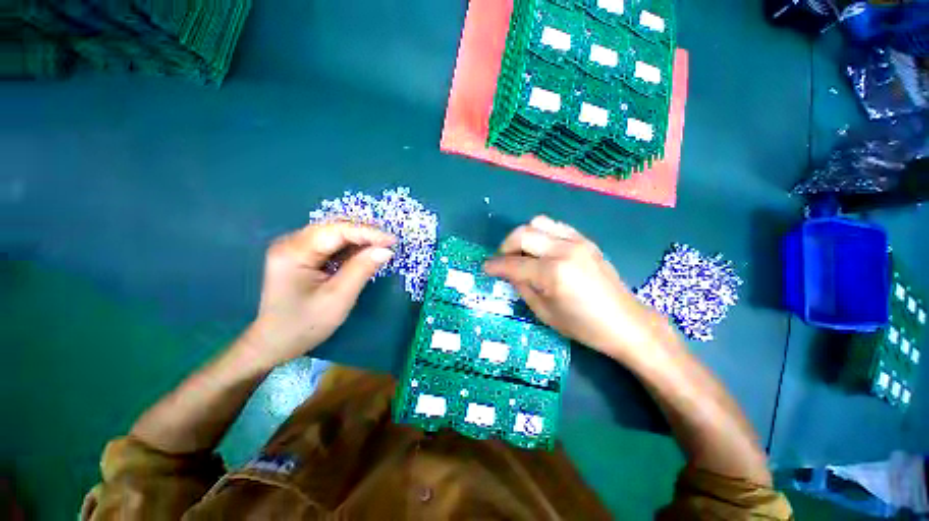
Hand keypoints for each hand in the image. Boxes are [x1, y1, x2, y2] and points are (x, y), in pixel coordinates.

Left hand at [242, 221, 395, 369]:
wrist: (275, 343)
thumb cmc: (305, 324)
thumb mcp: (338, 298)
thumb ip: (362, 269)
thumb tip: (386, 250)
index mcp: (294, 252)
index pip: (337, 231)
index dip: (368, 233)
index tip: (393, 241)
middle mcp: (290, 242)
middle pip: (334, 227)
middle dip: (364, 233)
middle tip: (389, 243)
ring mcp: (294, 248)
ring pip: (333, 233)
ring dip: (358, 239)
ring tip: (380, 246)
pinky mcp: (300, 255)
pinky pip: (329, 244)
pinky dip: (349, 247)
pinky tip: (363, 253)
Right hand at [484, 216, 670, 361]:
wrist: (626, 322)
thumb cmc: (584, 326)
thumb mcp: (544, 313)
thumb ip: (522, 287)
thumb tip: (508, 272)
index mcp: (553, 273)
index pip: (514, 264)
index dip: (495, 265)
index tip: (485, 267)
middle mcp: (563, 250)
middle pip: (523, 234)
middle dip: (505, 246)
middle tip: (502, 260)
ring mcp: (577, 241)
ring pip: (539, 222)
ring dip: (523, 235)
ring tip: (521, 252)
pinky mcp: (585, 240)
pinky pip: (556, 226)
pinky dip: (542, 233)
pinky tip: (541, 248)